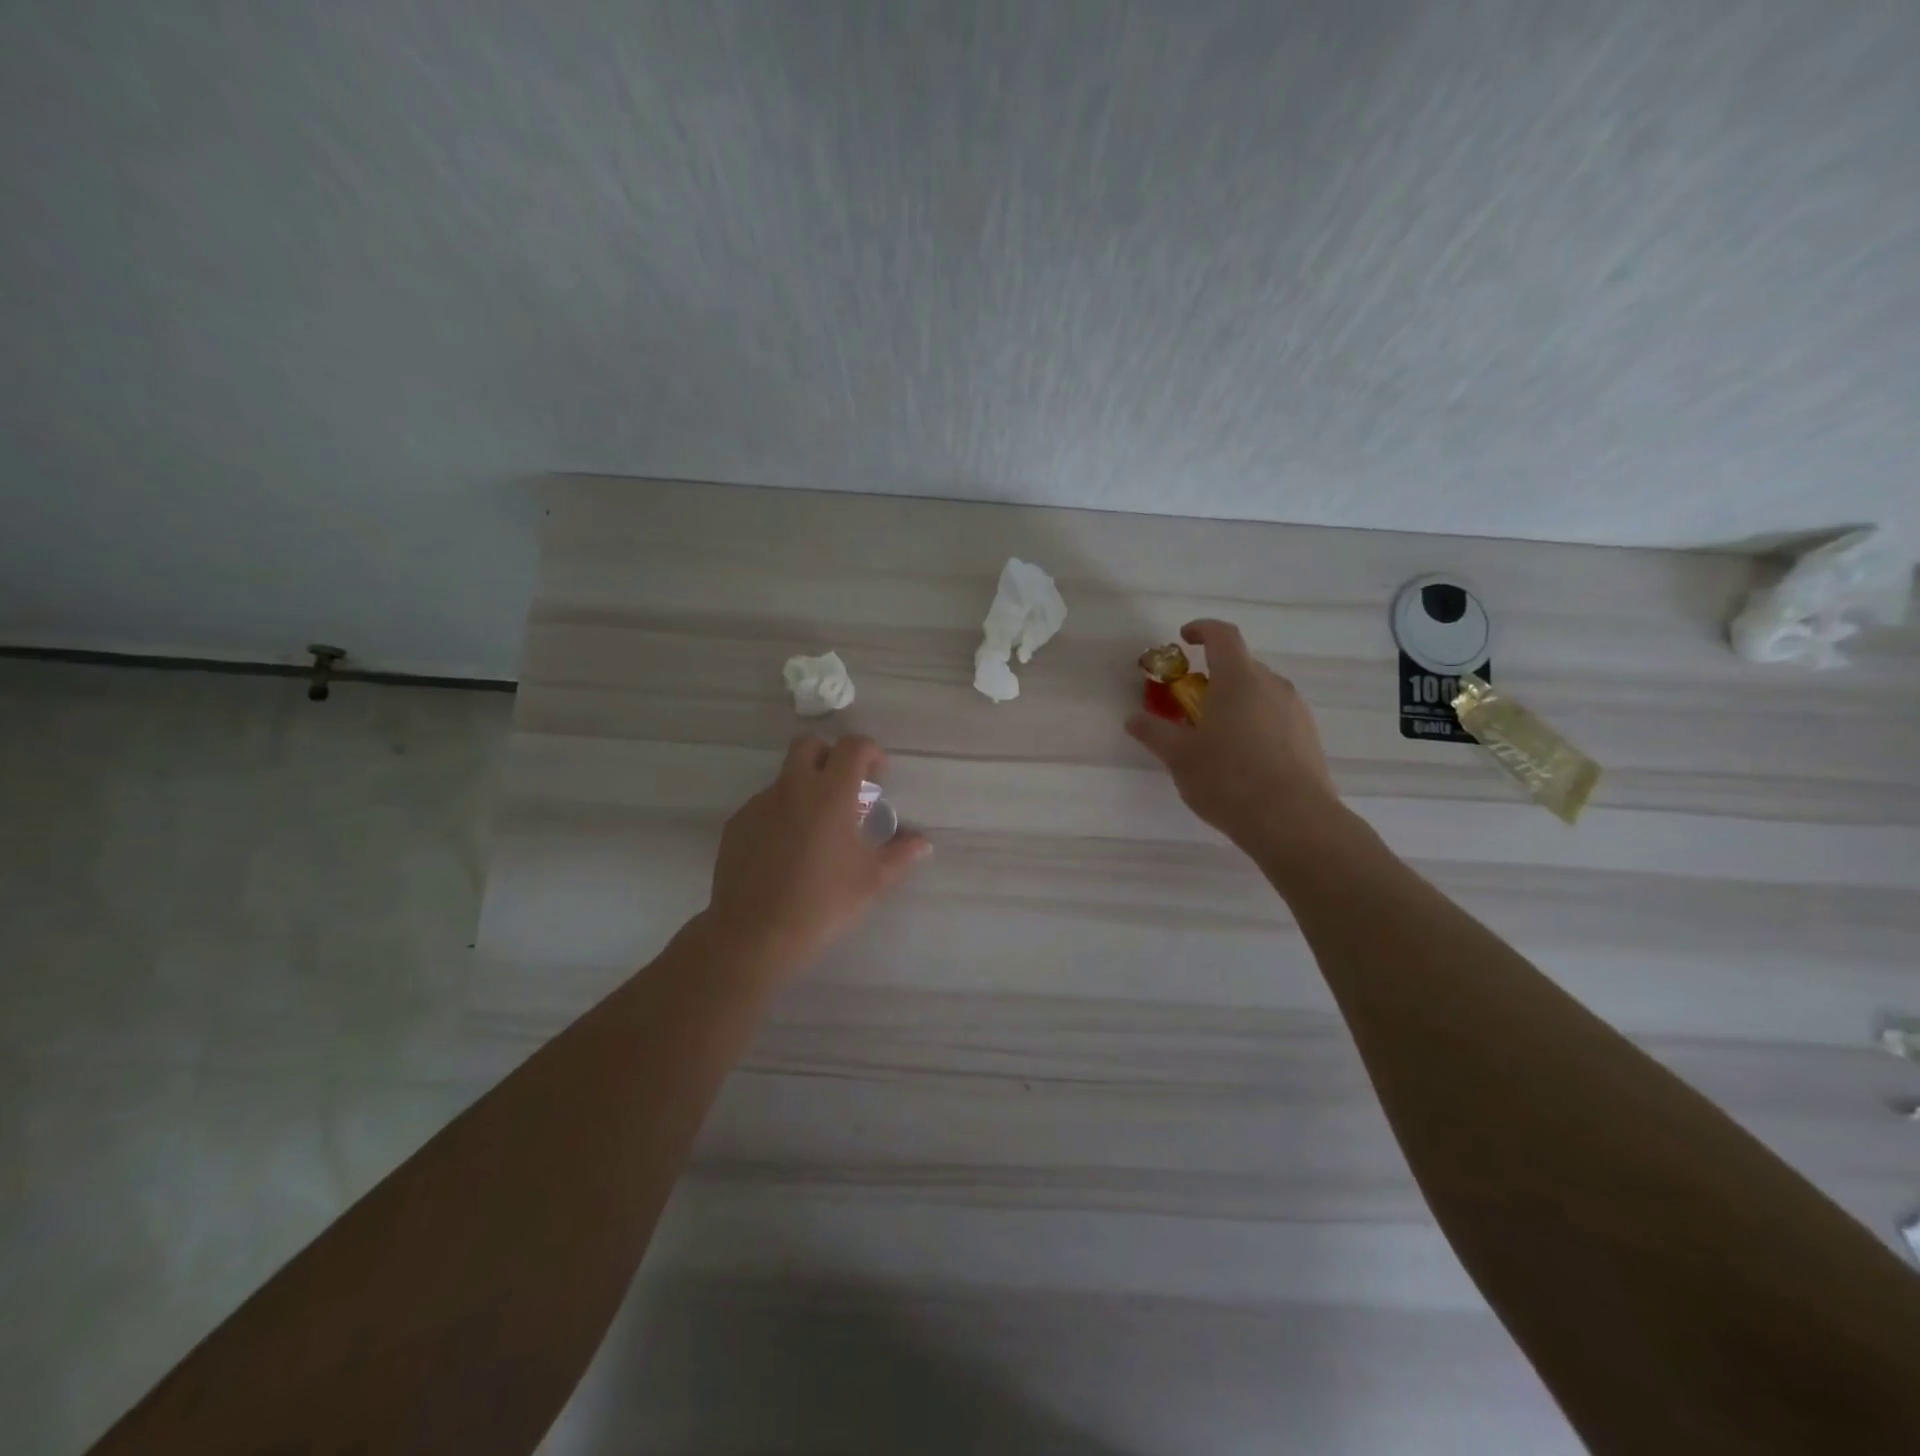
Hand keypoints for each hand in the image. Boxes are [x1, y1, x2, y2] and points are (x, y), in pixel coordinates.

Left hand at [702, 734, 930, 978]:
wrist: (754, 934)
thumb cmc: (823, 903)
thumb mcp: (872, 881)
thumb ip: (901, 855)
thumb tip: (923, 843)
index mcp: (830, 794)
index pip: (852, 746)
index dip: (870, 752)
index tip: (878, 776)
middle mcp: (793, 788)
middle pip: (809, 745)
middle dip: (830, 756)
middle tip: (844, 788)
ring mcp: (760, 804)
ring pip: (785, 777)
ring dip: (805, 788)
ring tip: (816, 829)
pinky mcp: (737, 824)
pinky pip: (764, 805)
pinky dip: (781, 814)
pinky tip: (787, 850)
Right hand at [1126, 619, 1345, 861]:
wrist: (1293, 821)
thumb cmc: (1228, 779)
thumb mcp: (1179, 757)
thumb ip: (1154, 733)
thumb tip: (1133, 719)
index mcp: (1238, 680)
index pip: (1222, 636)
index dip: (1202, 630)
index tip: (1184, 638)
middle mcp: (1272, 686)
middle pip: (1241, 666)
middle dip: (1214, 676)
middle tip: (1190, 704)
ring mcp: (1295, 711)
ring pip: (1260, 692)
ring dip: (1236, 701)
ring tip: (1215, 736)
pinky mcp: (1308, 738)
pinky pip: (1276, 716)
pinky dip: (1255, 723)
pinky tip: (1242, 758)